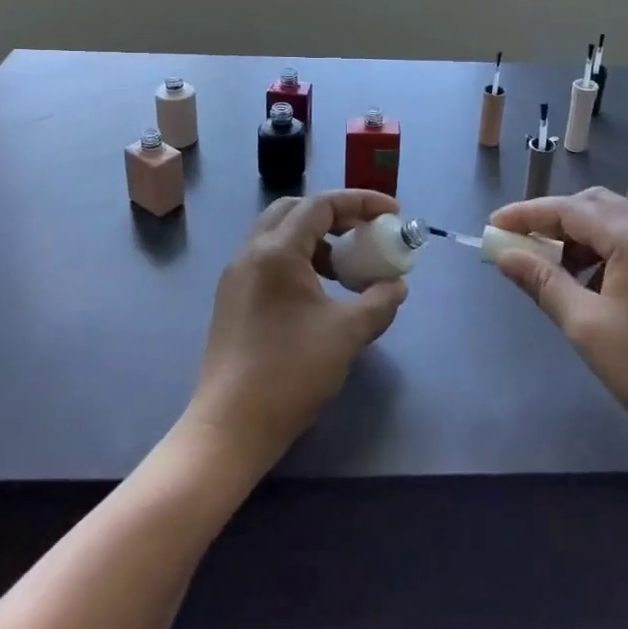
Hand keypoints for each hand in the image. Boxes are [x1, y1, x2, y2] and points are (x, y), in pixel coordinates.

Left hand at [184, 191, 408, 475]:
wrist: (231, 426)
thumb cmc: (291, 372)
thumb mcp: (348, 334)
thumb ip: (379, 301)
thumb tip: (396, 285)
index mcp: (277, 251)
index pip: (321, 205)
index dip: (361, 202)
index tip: (393, 212)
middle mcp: (251, 252)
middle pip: (295, 210)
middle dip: (334, 214)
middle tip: (365, 231)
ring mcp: (236, 276)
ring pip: (278, 234)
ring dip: (315, 239)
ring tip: (346, 267)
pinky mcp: (231, 299)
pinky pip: (268, 260)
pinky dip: (298, 260)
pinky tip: (319, 293)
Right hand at [489, 188, 627, 468]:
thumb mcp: (587, 326)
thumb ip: (543, 283)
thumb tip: (505, 254)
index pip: (569, 209)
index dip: (527, 215)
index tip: (492, 226)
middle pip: (594, 206)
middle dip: (553, 220)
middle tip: (522, 245)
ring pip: (614, 224)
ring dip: (578, 237)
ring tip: (552, 270)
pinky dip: (601, 252)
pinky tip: (589, 285)